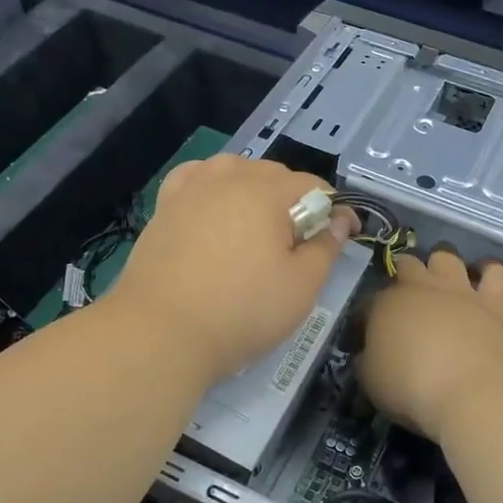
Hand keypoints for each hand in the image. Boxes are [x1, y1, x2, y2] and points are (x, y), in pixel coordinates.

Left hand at [106, 155, 355, 384]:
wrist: (160, 332)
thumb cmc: (240, 311)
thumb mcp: (300, 287)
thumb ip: (326, 248)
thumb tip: (340, 220)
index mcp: (267, 192)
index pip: (313, 187)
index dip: (334, 210)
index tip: (342, 237)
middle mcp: (228, 177)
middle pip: (274, 175)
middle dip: (295, 201)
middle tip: (299, 243)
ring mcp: (191, 188)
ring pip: (234, 171)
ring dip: (254, 189)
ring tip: (257, 226)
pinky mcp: (164, 206)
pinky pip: (196, 179)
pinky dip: (212, 187)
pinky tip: (214, 209)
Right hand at [358, 247, 502, 442]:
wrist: (468, 392)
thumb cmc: (410, 388)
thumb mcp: (371, 380)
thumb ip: (367, 359)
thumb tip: (367, 353)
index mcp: (385, 305)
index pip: (369, 302)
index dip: (367, 317)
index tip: (368, 336)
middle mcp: (420, 287)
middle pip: (406, 264)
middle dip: (402, 275)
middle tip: (406, 302)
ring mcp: (457, 290)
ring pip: (445, 256)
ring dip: (441, 265)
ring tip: (442, 282)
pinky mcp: (491, 301)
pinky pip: (495, 272)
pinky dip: (489, 271)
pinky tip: (484, 278)